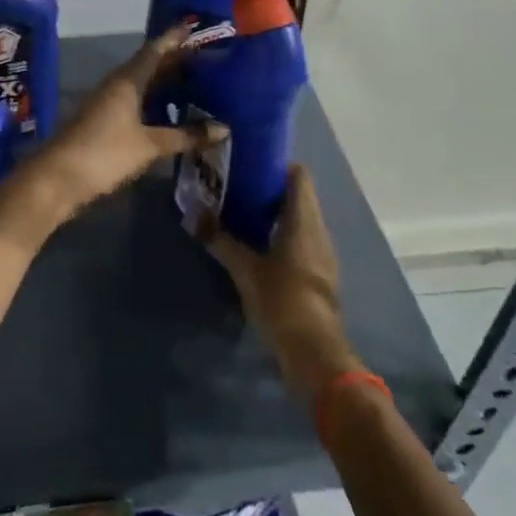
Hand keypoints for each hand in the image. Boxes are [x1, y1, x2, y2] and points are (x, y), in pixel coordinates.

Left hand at [32, 24, 227, 210]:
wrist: (57, 179)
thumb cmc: (104, 153)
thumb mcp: (149, 145)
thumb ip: (185, 136)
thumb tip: (223, 128)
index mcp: (126, 81)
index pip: (154, 51)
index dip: (173, 39)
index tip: (193, 28)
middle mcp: (116, 86)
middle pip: (148, 66)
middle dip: (174, 60)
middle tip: (204, 57)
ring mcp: (108, 104)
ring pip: (141, 85)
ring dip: (164, 82)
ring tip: (194, 83)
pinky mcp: (104, 123)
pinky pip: (135, 103)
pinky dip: (154, 103)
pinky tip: (170, 113)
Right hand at [196, 165, 360, 405]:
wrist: (315, 353)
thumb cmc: (282, 300)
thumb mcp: (244, 269)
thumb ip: (219, 239)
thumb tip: (192, 214)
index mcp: (304, 220)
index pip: (299, 175)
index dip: (277, 164)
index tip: (249, 162)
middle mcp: (318, 230)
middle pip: (299, 196)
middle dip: (270, 188)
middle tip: (236, 185)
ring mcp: (322, 254)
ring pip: (300, 220)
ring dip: (275, 213)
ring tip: (241, 211)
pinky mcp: (319, 275)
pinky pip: (301, 241)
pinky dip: (281, 235)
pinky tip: (257, 244)